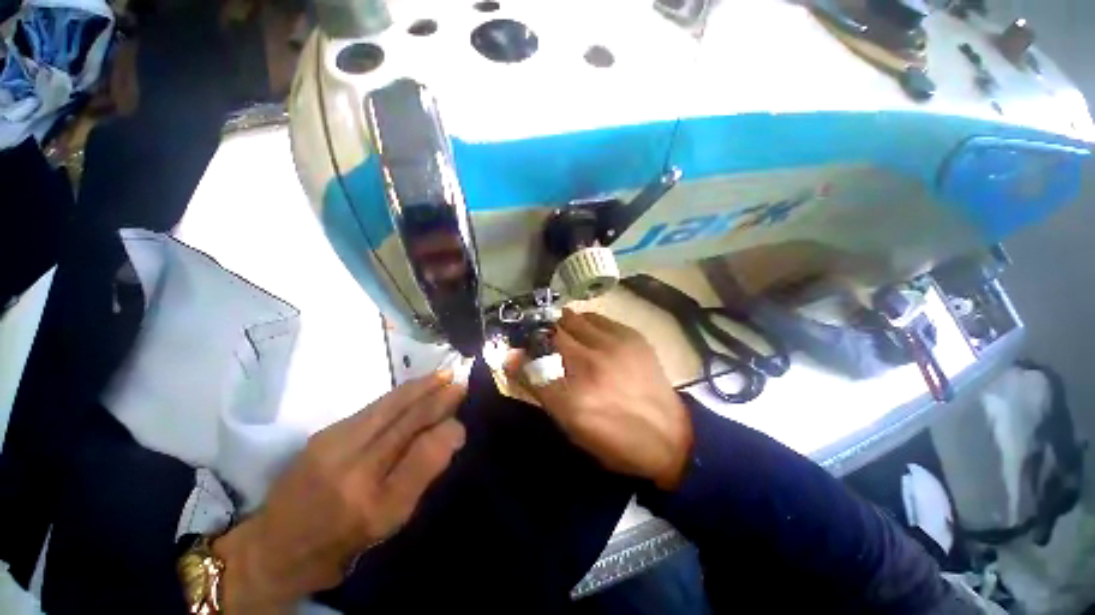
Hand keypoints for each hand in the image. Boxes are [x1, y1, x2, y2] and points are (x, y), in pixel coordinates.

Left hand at [213, 372, 466, 612]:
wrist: (274, 546)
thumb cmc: (340, 543)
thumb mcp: (388, 525)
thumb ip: (420, 477)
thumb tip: (449, 434)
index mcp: (377, 506)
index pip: (424, 454)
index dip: (448, 431)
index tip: (461, 422)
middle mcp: (356, 472)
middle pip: (408, 420)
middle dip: (439, 397)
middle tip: (460, 383)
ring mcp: (334, 447)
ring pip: (390, 405)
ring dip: (422, 386)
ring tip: (443, 375)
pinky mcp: (324, 433)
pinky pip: (373, 407)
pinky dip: (401, 394)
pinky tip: (414, 388)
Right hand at [510, 310, 692, 489]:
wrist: (670, 435)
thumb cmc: (615, 440)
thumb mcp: (571, 428)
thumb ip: (540, 391)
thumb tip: (512, 359)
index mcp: (572, 397)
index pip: (529, 362)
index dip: (519, 353)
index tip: (517, 351)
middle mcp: (590, 364)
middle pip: (551, 332)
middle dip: (541, 335)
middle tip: (543, 342)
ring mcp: (613, 345)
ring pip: (573, 318)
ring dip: (563, 326)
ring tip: (566, 336)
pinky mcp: (631, 336)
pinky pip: (597, 318)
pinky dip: (586, 324)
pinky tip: (589, 335)